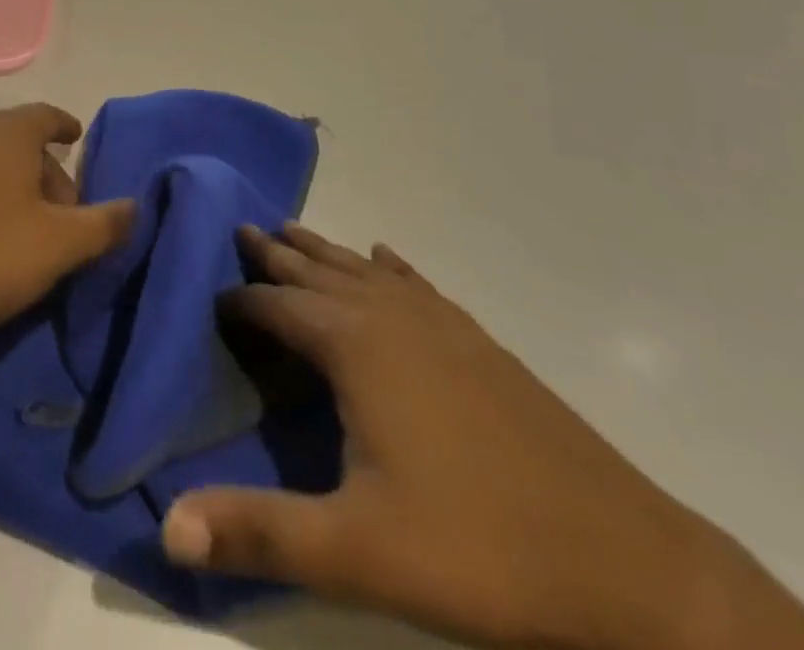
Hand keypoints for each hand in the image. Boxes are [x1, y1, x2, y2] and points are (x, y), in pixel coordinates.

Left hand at [0, 104, 135, 354]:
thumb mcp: (58, 245)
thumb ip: (103, 224)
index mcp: (7, 132)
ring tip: (26, 236)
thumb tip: (135, 206)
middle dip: (46, 173)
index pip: (46, 115)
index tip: (76, 139)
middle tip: (65, 216)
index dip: (65, 127)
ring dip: (12, 192)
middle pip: (18, 143)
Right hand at [160, 225, 803, 649]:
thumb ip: (259, 531)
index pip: (279, 305)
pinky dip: (390, 269)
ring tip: (292, 233)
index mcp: (357, 347)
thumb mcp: (357, 552)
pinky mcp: (481, 345)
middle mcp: (393, 317)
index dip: (242, 300)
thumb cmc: (483, 554)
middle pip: (319, 272)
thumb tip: (168, 526)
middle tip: (242, 231)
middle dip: (277, 254)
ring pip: (365, 272)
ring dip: (325, 252)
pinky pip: (418, 286)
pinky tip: (386, 259)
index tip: (212, 297)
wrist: (635, 572)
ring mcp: (444, 326)